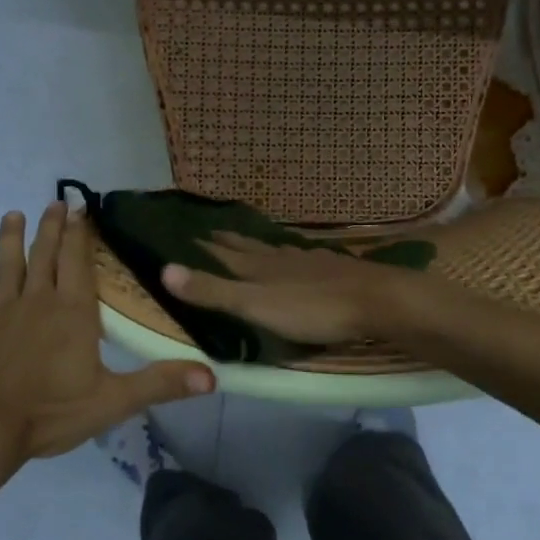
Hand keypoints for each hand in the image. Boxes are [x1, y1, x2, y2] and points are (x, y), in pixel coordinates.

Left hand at [0, 203, 214, 463]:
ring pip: (6, 267)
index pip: (77, 262)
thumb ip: (161, 383)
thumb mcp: (113, 401)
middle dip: (50, 228)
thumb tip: (213, 376)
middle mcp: (35, 302)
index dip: (80, 234)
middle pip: (44, 256)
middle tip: (54, 203)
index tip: (81, 209)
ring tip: (13, 215)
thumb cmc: (49, 414)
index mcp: (71, 313)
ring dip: (10, 240)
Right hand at [160, 232, 426, 344]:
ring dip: (259, 246)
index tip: (190, 233)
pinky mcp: (334, 271)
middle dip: (229, 241)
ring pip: (277, 251)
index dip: (207, 247)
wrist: (375, 301)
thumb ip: (213, 291)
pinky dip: (291, 256)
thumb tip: (164, 270)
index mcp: (260, 269)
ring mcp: (310, 262)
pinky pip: (303, 258)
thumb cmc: (312, 309)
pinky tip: (299, 257)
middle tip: (212, 231)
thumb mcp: (255, 305)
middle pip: (250, 248)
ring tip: (249, 240)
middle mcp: (281, 259)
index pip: (225, 255)